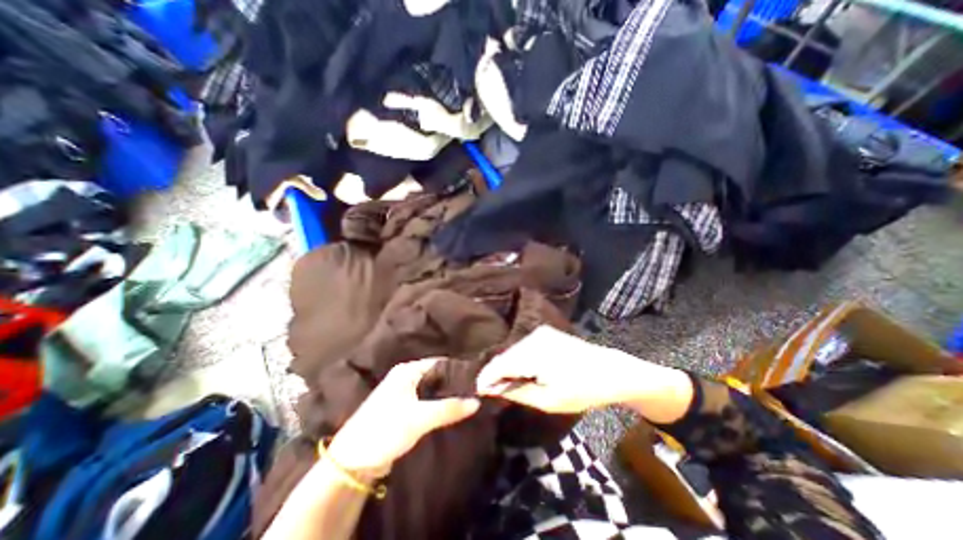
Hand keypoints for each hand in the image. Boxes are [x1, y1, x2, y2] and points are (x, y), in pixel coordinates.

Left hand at [330, 358, 479, 475]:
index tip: (478, 378)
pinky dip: (439, 406)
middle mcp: (406, 378)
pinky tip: (452, 412)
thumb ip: (449, 408)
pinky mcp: (403, 410)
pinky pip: (427, 403)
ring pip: (432, 390)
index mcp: (407, 371)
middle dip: (454, 384)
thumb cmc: (385, 430)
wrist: (352, 462)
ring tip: (469, 401)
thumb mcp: (419, 418)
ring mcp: (404, 394)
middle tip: (476, 391)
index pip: (439, 363)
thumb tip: (477, 401)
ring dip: (447, 396)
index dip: (458, 370)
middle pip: (436, 376)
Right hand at [473, 326, 646, 413]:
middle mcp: (533, 337)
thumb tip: (491, 389)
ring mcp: (539, 332)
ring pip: (513, 351)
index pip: (499, 364)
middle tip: (492, 392)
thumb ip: (516, 391)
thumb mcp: (548, 400)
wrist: (609, 370)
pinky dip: (518, 360)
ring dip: (507, 366)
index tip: (478, 391)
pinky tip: (522, 372)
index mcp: (534, 353)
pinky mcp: (545, 332)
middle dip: (496, 373)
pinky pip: (523, 347)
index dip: (486, 377)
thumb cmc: (581, 390)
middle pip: (505, 356)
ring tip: (506, 384)